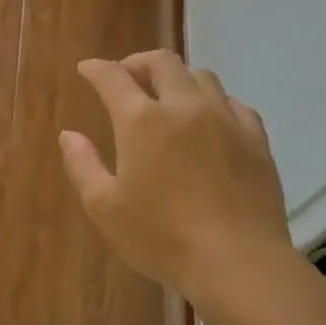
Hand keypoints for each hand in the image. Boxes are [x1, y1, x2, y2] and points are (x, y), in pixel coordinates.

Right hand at [60, 51, 298, 309]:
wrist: (237, 263)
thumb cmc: (161, 237)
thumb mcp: (105, 207)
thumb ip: (82, 165)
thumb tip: (69, 135)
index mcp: (142, 121)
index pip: (113, 77)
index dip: (96, 69)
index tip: (86, 69)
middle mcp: (185, 107)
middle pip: (163, 62)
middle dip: (138, 63)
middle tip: (126, 77)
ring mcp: (226, 120)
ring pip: (202, 77)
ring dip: (178, 79)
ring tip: (168, 98)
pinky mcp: (256, 140)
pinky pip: (233, 104)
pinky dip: (213, 102)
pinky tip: (209, 121)